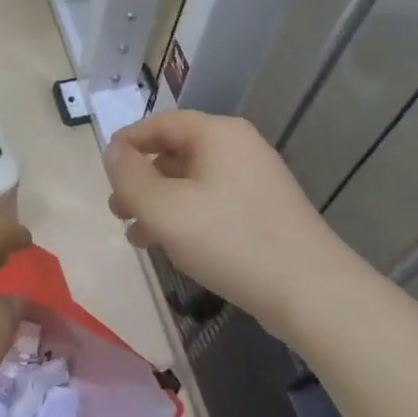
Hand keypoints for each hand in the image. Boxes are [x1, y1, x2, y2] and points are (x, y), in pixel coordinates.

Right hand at [105, 111, 342, 331]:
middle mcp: (239, 147)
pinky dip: (186, 216)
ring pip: (192, 181)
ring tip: (137, 236)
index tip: (104, 170)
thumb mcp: (163, 208)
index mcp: (217, 134)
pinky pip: (213, 201)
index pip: (160, 123)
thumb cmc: (230, 240)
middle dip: (141, 180)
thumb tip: (114, 152)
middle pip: (175, 152)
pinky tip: (171, 246)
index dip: (127, 143)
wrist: (313, 293)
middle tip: (117, 210)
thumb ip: (129, 176)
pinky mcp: (265, 210)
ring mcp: (256, 179)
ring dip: (159, 203)